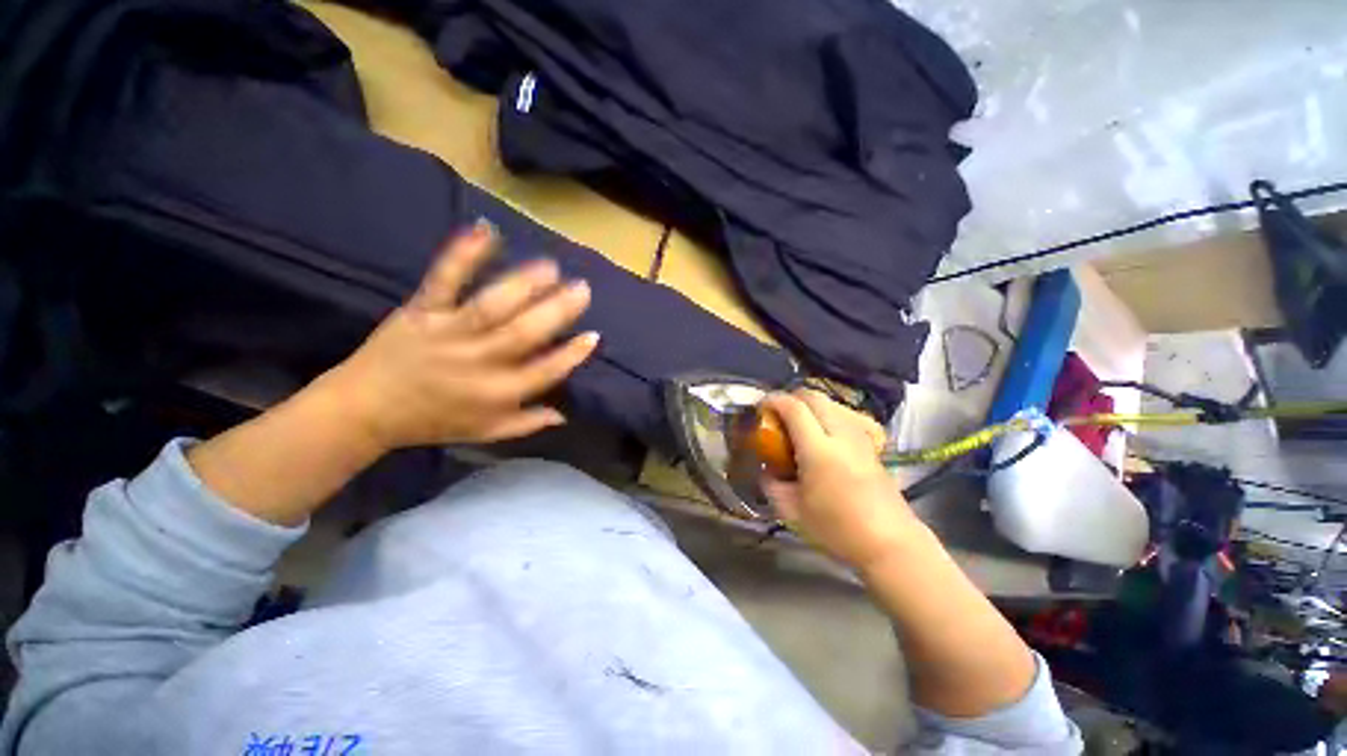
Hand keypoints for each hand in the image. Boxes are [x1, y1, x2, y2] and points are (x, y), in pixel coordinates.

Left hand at [319, 220, 598, 450]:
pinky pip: (444, 280)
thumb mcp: (485, 432)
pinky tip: (486, 232)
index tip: (593, 336)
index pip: (545, 372)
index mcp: (496, 393)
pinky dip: (463, 254)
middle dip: (558, 310)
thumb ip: (526, 423)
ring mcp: (449, 333)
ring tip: (551, 267)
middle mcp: (478, 362)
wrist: (365, 409)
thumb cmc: (433, 421)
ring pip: (492, 306)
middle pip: (524, 334)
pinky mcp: (421, 311)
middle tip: (582, 289)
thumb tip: (563, 414)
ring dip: (524, 284)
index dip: (572, 354)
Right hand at [760, 390, 920, 569]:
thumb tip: (766, 467)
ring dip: (810, 404)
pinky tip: (825, 431)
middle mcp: (841, 434)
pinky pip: (847, 415)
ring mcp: (860, 437)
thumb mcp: (791, 512)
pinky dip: (830, 413)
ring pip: (832, 402)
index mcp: (819, 450)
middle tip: (776, 413)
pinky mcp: (872, 444)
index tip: (760, 407)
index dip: (773, 400)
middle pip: (814, 396)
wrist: (890, 544)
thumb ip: (771, 484)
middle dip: (791, 397)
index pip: (794, 408)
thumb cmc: (838, 530)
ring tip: (797, 423)